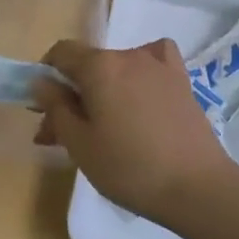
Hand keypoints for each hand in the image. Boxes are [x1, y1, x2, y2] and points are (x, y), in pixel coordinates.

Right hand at [31, 38, 233, 223]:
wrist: (196, 187)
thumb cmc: (129, 167)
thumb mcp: (79, 143)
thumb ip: (56, 107)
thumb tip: (41, 81)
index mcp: (99, 67)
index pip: (61, 52)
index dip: (46, 74)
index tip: (44, 107)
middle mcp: (128, 55)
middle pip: (88, 65)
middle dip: (71, 93)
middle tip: (63, 135)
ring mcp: (159, 66)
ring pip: (117, 69)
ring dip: (101, 91)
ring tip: (102, 127)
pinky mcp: (181, 81)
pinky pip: (152, 63)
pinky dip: (139, 73)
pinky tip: (140, 94)